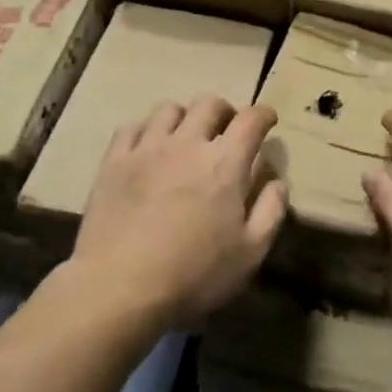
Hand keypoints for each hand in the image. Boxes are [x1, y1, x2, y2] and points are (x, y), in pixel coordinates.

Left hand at [70, 96, 286, 328]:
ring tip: (186, 135)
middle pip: (209, 104)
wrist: (119, 287)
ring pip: (169, 109)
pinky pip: (132, 127)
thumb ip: (270, 211)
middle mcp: (187, 143)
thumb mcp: (250, 254)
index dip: (263, 114)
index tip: (268, 121)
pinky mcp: (114, 161)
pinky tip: (149, 145)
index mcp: (225, 163)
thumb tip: (277, 181)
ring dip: (186, 117)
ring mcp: (147, 148)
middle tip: (227, 130)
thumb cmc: (193, 275)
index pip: (251, 119)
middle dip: (225, 111)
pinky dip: (147, 129)